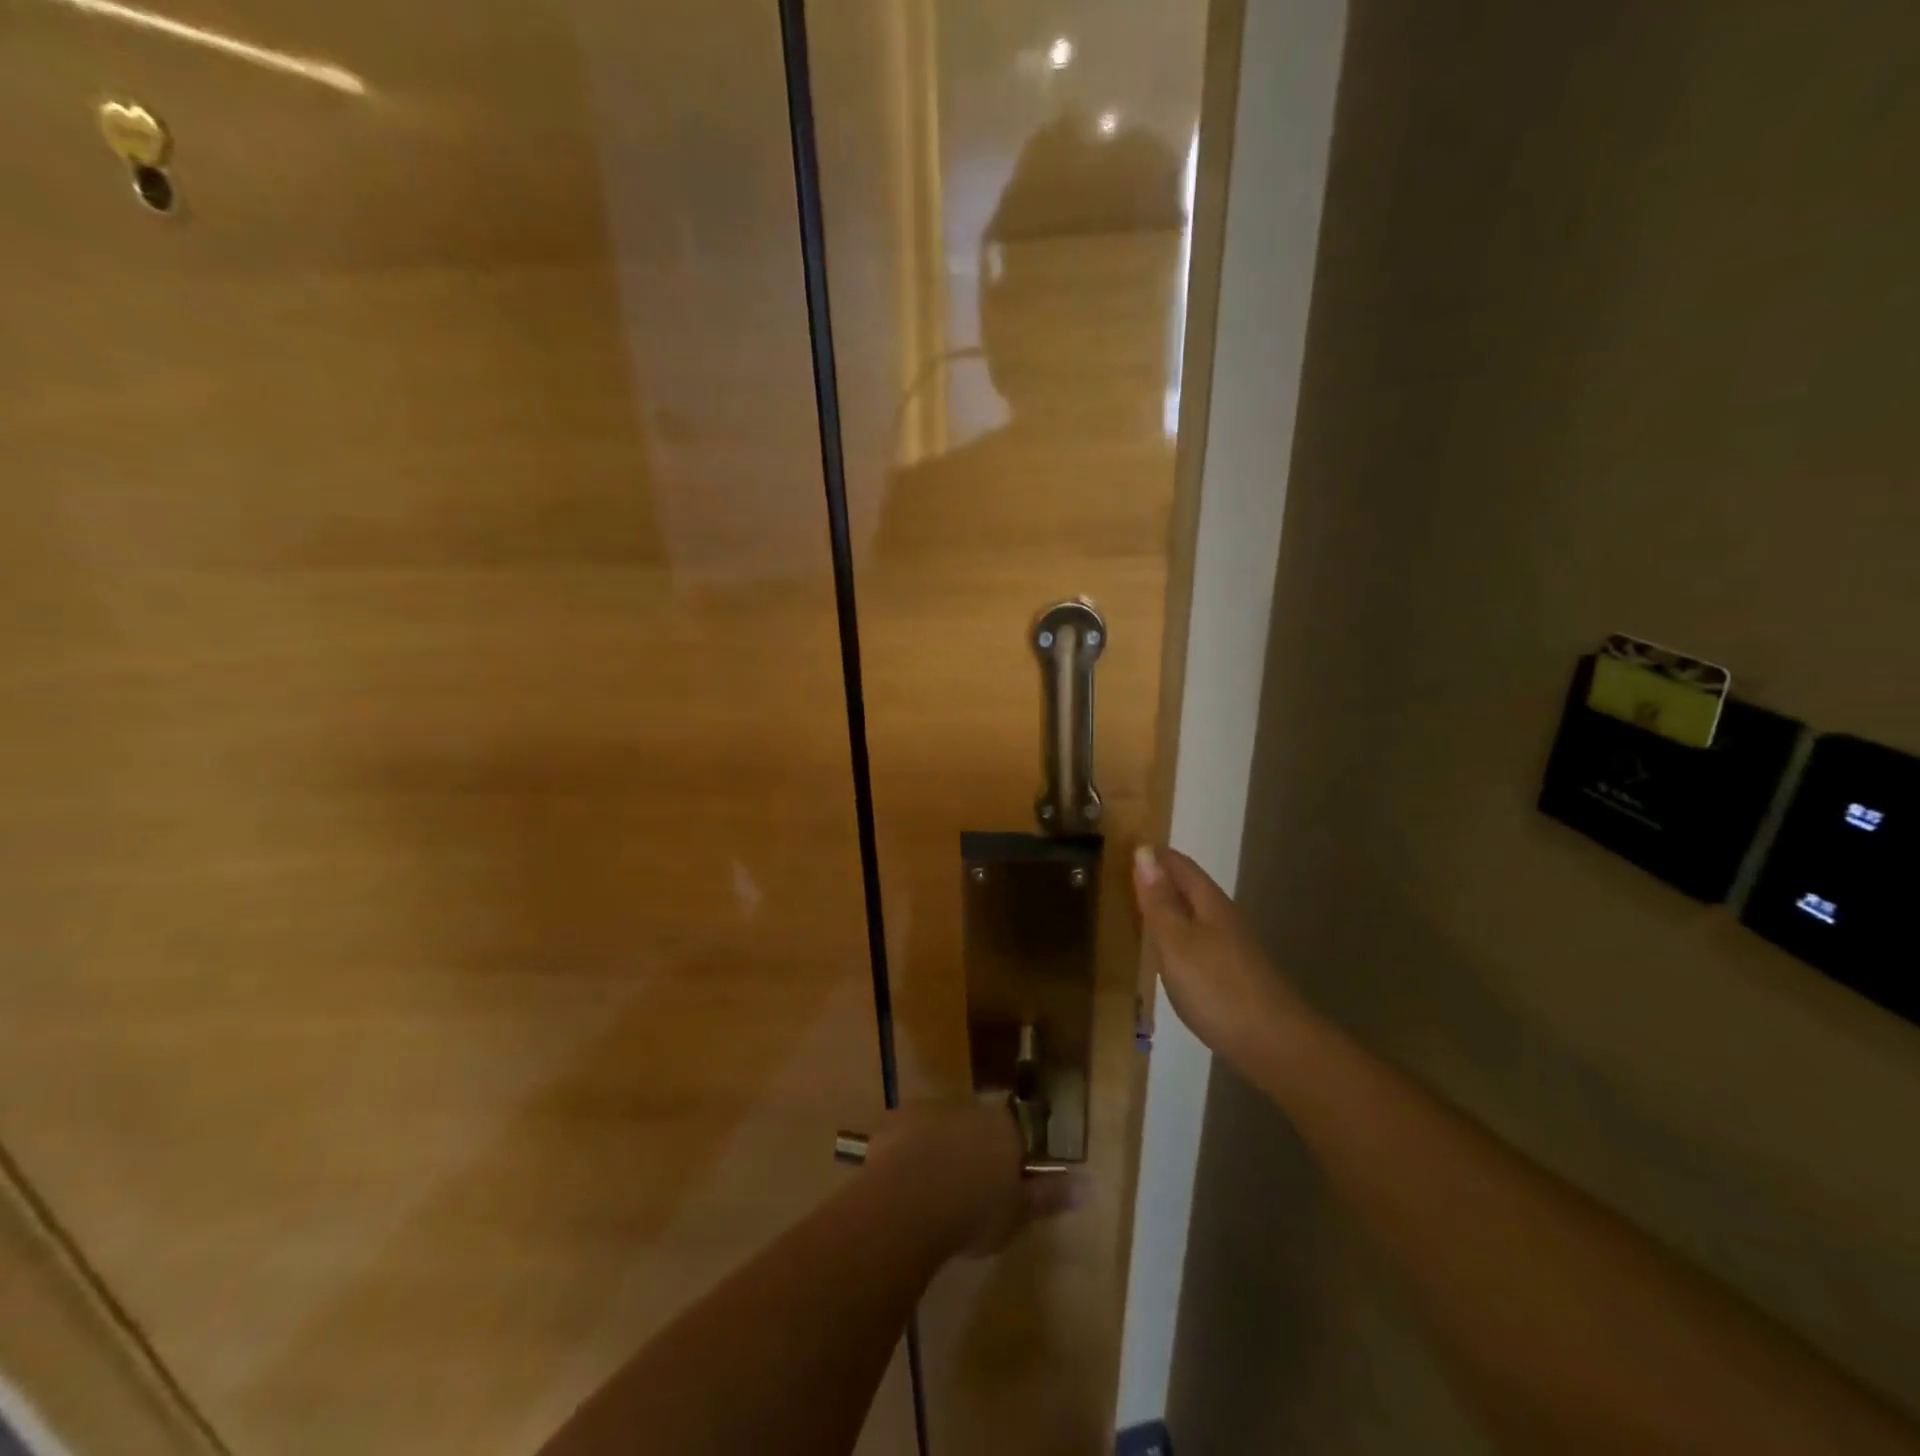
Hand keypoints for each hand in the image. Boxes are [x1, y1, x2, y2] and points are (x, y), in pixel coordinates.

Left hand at [866, 1103, 1083, 1257]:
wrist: (908, 1200)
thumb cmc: (973, 1211)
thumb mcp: (1018, 1213)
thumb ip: (1049, 1196)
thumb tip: (1087, 1185)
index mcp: (1003, 1127)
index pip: (1014, 1135)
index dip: (1007, 1161)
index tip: (999, 1191)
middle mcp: (969, 1108)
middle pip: (976, 1128)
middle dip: (972, 1153)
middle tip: (965, 1195)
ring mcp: (930, 1110)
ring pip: (941, 1129)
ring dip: (939, 1152)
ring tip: (931, 1195)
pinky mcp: (896, 1119)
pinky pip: (907, 1136)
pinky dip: (907, 1155)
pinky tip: (903, 1185)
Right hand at [1133, 844, 1305, 1076]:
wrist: (1275, 1045)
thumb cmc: (1218, 988)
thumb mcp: (1177, 942)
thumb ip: (1159, 901)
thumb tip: (1144, 851)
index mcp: (1210, 904)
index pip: (1180, 865)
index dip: (1155, 855)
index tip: (1125, 848)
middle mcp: (1223, 918)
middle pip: (1189, 888)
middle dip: (1159, 879)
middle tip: (1122, 878)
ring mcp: (1231, 948)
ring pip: (1194, 915)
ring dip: (1168, 907)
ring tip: (1137, 911)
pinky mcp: (1233, 974)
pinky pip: (1198, 940)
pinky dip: (1177, 936)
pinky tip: (1167, 953)